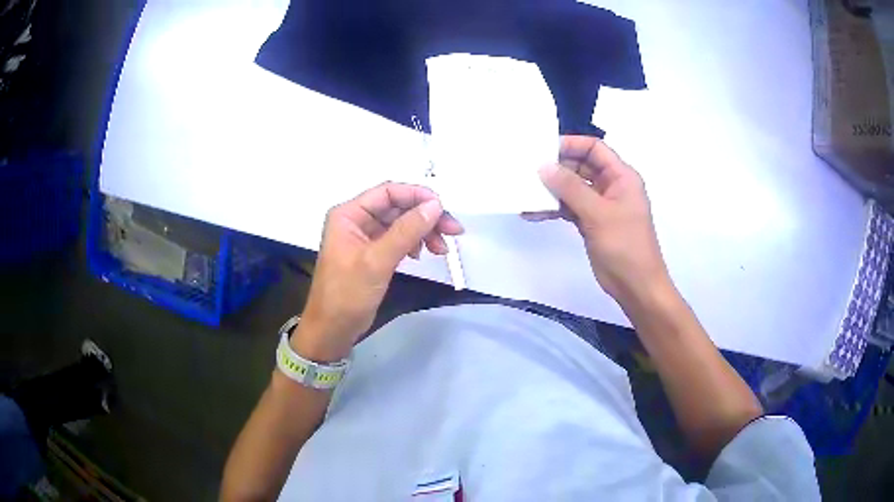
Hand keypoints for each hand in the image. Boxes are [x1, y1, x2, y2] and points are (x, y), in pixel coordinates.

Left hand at [292, 183, 463, 361]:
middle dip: (425, 216)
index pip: (388, 192)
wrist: (332, 330)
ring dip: (423, 231)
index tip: (443, 208)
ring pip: (400, 223)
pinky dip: (413, 243)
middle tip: (453, 231)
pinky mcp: (372, 254)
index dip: (417, 196)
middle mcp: (356, 220)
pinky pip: (397, 239)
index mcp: (349, 214)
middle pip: (397, 207)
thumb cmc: (347, 294)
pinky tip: (422, 254)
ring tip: (441, 248)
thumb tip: (435, 206)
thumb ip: (407, 231)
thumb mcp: (377, 261)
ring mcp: (364, 237)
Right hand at [524, 136, 671, 305]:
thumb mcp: (598, 213)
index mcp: (621, 176)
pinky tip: (533, 212)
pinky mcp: (591, 222)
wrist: (636, 285)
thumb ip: (570, 188)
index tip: (543, 149)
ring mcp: (601, 205)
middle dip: (557, 167)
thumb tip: (543, 166)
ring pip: (573, 188)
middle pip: (581, 166)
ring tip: (526, 191)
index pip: (594, 148)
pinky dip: (554, 209)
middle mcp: (611, 186)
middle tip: (528, 170)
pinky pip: (570, 207)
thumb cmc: (625, 245)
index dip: (571, 145)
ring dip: (552, 189)